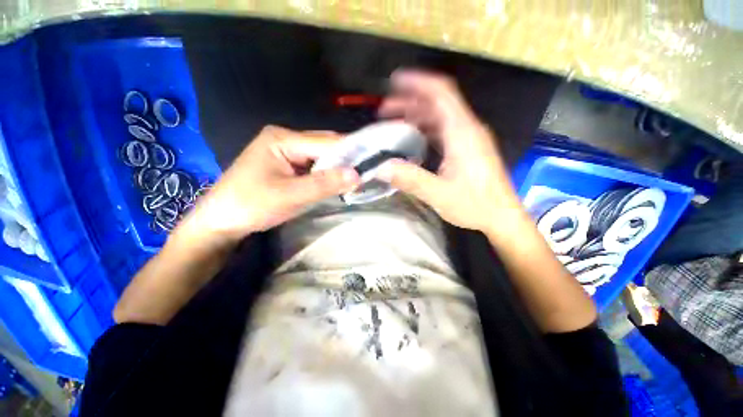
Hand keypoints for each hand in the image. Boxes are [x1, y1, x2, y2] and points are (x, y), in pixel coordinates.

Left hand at [185, 126, 358, 241]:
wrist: (221, 221)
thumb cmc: (251, 205)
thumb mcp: (291, 196)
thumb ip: (324, 184)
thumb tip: (357, 175)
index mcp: (283, 139)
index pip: (326, 142)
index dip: (350, 154)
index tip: (371, 164)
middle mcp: (285, 138)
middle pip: (324, 145)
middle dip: (345, 160)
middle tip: (365, 174)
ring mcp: (285, 150)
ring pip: (321, 155)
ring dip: (337, 167)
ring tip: (355, 179)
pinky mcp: (286, 163)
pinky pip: (313, 164)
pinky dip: (327, 173)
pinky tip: (336, 181)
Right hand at [377, 69, 519, 231]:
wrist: (502, 217)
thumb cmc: (475, 205)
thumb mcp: (439, 194)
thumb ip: (410, 179)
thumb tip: (380, 168)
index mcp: (462, 133)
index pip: (441, 93)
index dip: (417, 82)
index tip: (394, 81)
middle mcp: (467, 129)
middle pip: (437, 103)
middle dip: (410, 101)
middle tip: (385, 110)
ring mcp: (469, 139)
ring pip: (440, 116)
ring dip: (417, 115)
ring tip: (394, 122)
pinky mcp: (468, 149)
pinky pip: (444, 130)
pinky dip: (426, 128)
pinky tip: (413, 138)